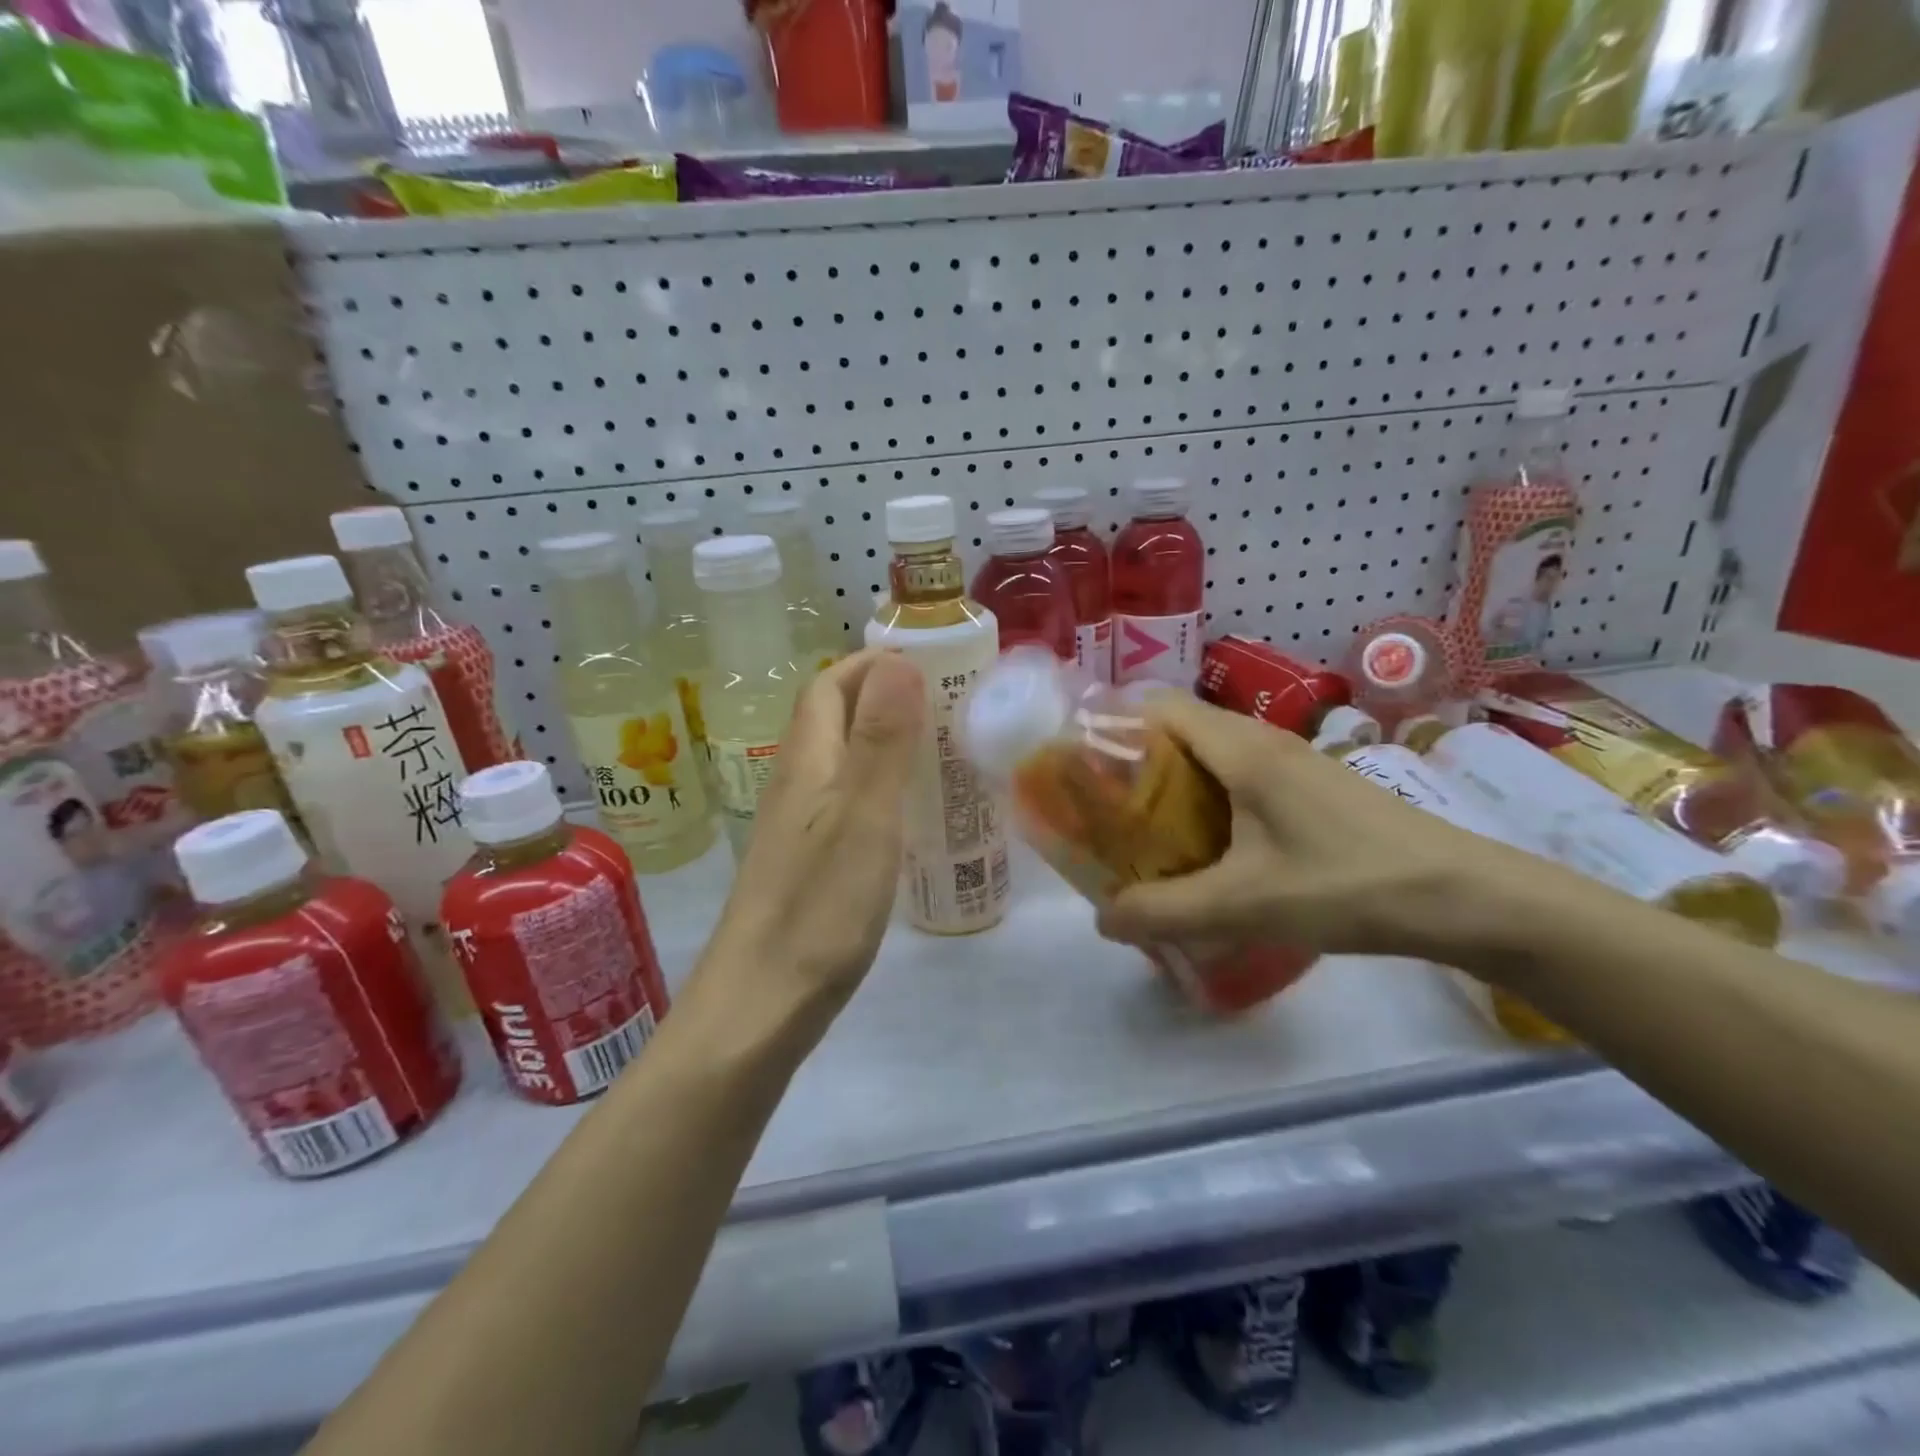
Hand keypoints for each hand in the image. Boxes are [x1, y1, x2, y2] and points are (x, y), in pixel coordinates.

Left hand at [696, 649, 924, 1036]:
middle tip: (949, 705)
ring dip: (884, 741)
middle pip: (834, 718)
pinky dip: (880, 787)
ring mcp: (797, 825)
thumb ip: (882, 739)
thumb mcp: (864, 816)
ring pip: (841, 760)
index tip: (932, 663)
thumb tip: (898, 659)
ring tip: (940, 749)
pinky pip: (845, 801)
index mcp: (807, 761)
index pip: (830, 684)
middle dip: (884, 696)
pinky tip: (910, 814)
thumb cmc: (819, 906)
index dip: (873, 663)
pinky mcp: (806, 862)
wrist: (760, 1004)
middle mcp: (795, 783)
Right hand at [1096, 693, 1558, 963]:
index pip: (1157, 706)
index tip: (1082, 770)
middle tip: (1106, 814)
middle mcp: (1264, 741)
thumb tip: (1103, 920)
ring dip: (1173, 788)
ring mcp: (1294, 764)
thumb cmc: (1348, 884)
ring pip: (1211, 757)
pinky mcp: (1313, 790)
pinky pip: (1241, 780)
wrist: (1466, 898)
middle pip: (1179, 730)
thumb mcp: (1245, 905)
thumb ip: (1165, 912)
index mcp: (1242, 749)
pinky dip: (1209, 804)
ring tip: (1148, 836)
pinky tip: (1210, 853)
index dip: (1113, 727)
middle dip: (1135, 765)